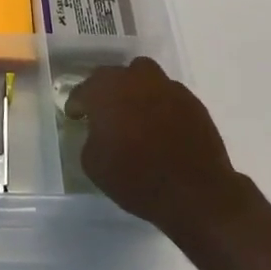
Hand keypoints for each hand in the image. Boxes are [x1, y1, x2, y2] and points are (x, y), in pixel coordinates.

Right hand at [65, 57, 251, 249]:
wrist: (194, 193)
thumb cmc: (136, 178)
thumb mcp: (94, 165)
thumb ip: (90, 138)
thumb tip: (98, 132)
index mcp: (105, 90)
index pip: (82, 91)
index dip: (77, 105)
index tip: (76, 117)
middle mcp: (134, 78)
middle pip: (112, 76)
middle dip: (105, 92)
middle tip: (105, 114)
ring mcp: (166, 86)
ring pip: (143, 76)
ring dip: (135, 89)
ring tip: (135, 113)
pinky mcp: (191, 100)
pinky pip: (167, 94)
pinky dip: (160, 104)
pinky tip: (161, 126)